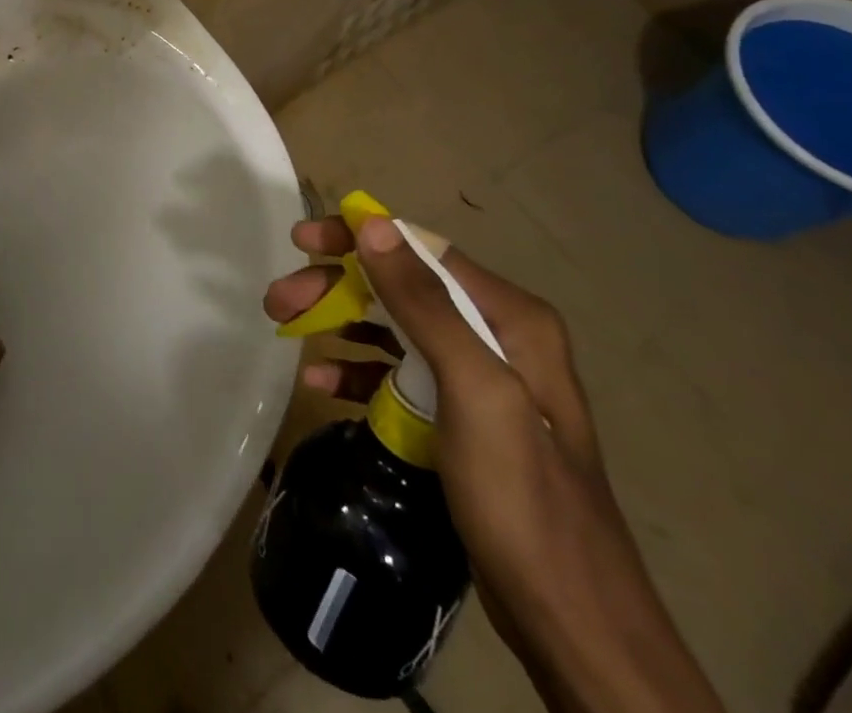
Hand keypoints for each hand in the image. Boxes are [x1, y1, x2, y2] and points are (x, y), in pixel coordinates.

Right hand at [264, 215, 725, 712]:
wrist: (572, 625)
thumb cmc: (523, 497)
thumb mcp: (475, 391)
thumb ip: (425, 304)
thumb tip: (373, 225)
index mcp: (510, 317)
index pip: (421, 250)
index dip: (358, 238)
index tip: (302, 242)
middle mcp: (496, 335)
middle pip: (400, 287)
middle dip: (336, 287)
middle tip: (279, 300)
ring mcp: (478, 378)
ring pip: (393, 327)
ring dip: (338, 323)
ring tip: (285, 329)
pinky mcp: (459, 417)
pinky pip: (398, 374)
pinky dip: (358, 370)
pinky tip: (321, 383)